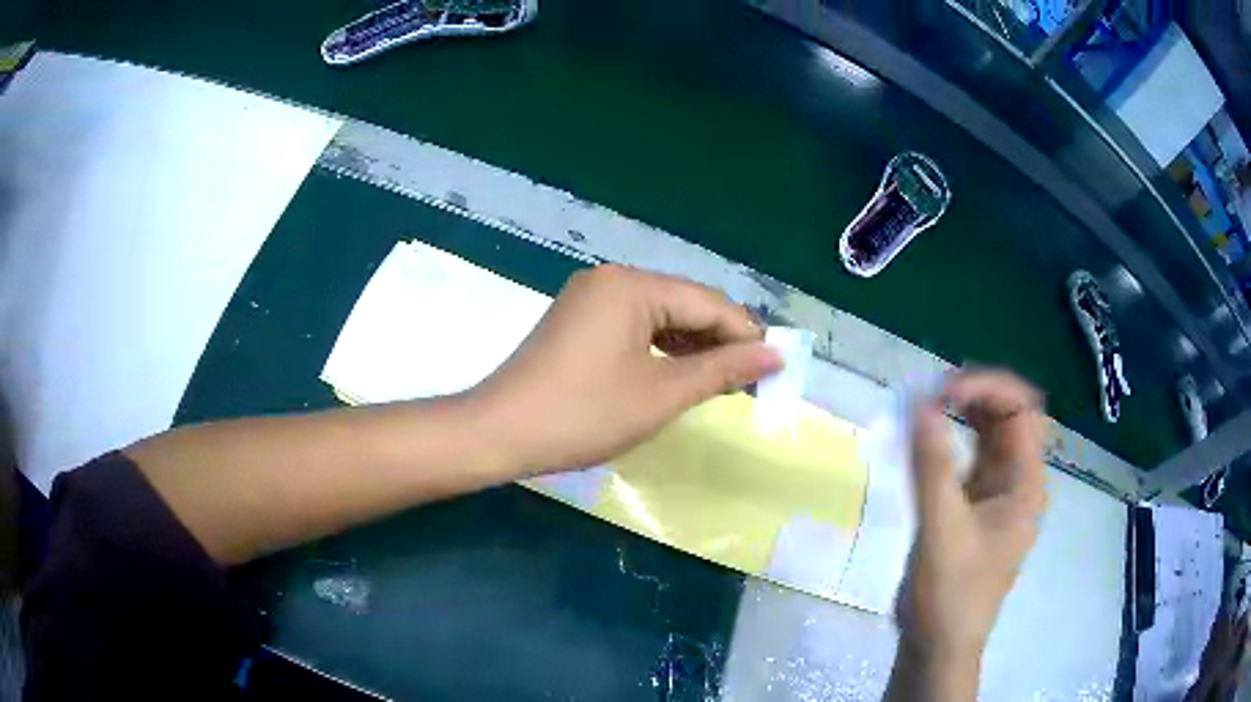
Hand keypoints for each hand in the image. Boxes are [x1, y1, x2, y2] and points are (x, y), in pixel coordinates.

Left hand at [472, 265, 782, 475]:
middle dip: (719, 342)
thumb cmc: (584, 414)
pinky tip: (680, 374)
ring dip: (692, 348)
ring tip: (722, 383)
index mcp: (632, 285)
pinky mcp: (579, 320)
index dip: (745, 335)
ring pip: (660, 316)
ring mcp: (591, 298)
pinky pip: (635, 326)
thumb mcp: (661, 394)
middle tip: (751, 382)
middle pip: (684, 305)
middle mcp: (611, 279)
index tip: (775, 368)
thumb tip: (775, 355)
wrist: (500, 433)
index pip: (707, 303)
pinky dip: (661, 350)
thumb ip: (722, 369)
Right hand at [897, 371, 1047, 674]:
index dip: (986, 388)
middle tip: (930, 393)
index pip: (1021, 409)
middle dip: (975, 394)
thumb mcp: (940, 529)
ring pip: (991, 434)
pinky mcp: (978, 507)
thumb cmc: (948, 593)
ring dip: (964, 414)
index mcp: (1026, 484)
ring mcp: (999, 494)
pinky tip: (927, 440)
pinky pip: (972, 458)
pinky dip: (952, 440)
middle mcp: (1019, 481)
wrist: (938, 645)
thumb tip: (918, 403)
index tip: (941, 391)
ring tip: (926, 406)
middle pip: (1010, 415)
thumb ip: (932, 465)